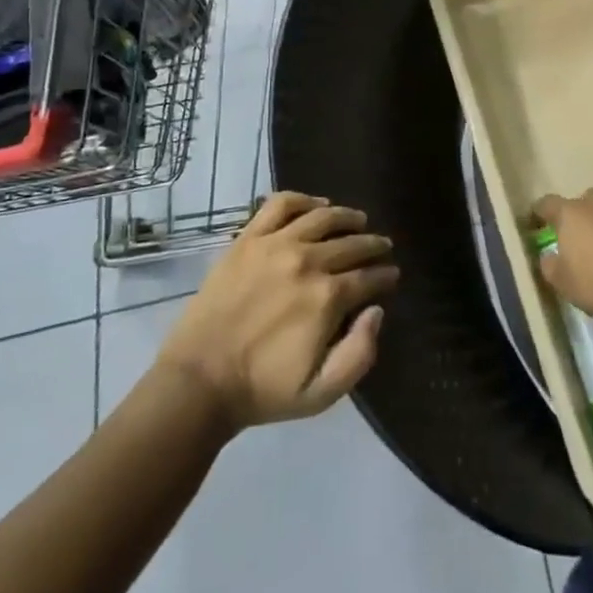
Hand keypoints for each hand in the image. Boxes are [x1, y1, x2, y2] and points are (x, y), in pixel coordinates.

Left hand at [157, 193, 398, 429]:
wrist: (200, 380)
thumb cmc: (263, 390)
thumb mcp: (322, 393)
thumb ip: (360, 354)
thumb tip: (376, 310)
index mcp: (327, 298)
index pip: (369, 276)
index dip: (385, 275)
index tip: (392, 275)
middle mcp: (307, 261)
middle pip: (352, 243)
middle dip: (373, 245)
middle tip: (382, 247)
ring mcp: (276, 243)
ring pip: (324, 217)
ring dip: (347, 217)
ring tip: (358, 220)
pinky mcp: (249, 237)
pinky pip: (281, 203)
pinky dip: (303, 199)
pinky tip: (316, 206)